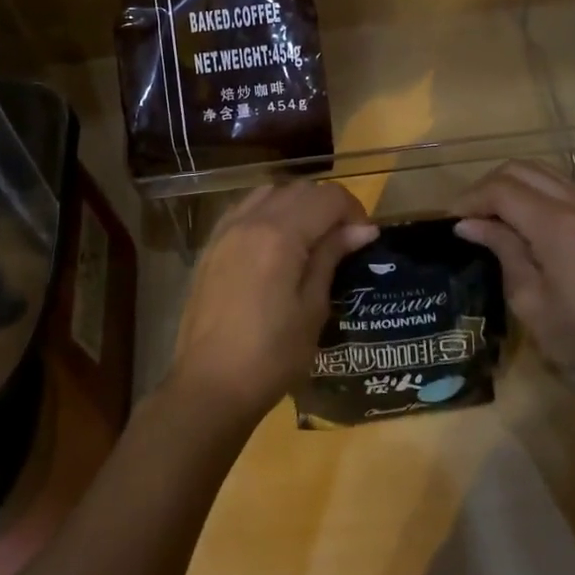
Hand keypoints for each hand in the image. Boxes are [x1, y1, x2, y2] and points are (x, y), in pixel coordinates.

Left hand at [168, 182, 377, 425]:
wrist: (209, 385)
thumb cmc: (271, 355)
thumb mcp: (312, 308)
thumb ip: (331, 257)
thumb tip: (362, 229)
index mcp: (280, 234)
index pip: (328, 197)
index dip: (354, 211)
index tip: (365, 239)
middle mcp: (251, 219)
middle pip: (300, 189)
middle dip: (328, 206)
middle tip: (344, 240)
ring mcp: (226, 229)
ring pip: (271, 193)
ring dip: (297, 205)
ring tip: (310, 239)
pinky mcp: (212, 244)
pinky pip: (245, 208)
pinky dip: (269, 212)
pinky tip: (276, 243)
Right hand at [452, 160, 574, 403]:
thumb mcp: (530, 301)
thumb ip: (502, 251)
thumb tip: (468, 225)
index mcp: (557, 225)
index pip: (501, 190)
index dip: (470, 200)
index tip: (449, 222)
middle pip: (520, 170)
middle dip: (487, 187)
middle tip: (468, 218)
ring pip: (541, 172)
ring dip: (511, 186)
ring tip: (491, 217)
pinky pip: (560, 187)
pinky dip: (533, 192)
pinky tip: (522, 223)